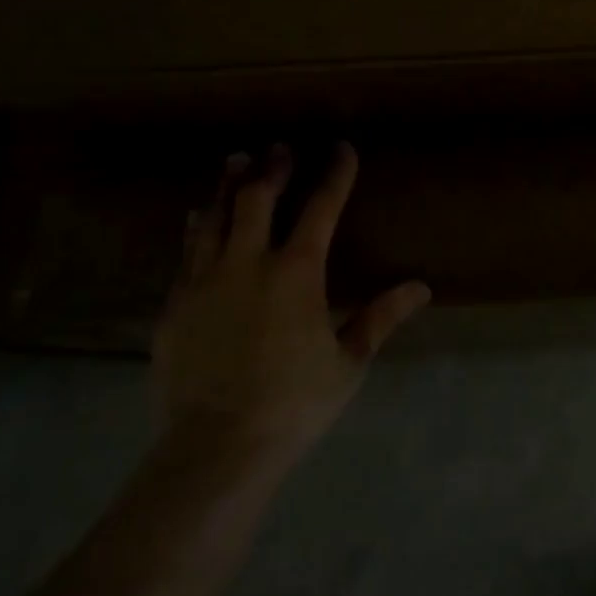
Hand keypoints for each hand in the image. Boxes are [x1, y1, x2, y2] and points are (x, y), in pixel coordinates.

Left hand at [154, 142, 429, 461]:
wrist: (215, 447)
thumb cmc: (293, 402)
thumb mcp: (348, 361)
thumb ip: (381, 317)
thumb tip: (421, 287)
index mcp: (296, 272)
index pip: (321, 208)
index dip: (335, 174)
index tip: (342, 149)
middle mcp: (248, 264)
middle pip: (258, 199)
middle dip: (273, 169)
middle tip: (280, 148)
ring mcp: (204, 282)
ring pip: (215, 218)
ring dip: (229, 187)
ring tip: (237, 162)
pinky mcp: (174, 306)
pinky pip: (186, 253)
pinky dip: (197, 228)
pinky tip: (197, 218)